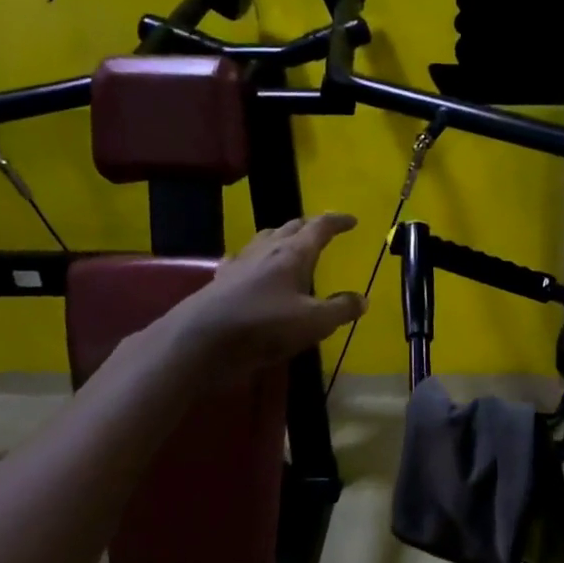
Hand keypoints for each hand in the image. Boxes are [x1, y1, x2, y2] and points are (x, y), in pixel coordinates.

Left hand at [166, 213, 364, 371]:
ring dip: (281, 236)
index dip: (337, 221)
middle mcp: (266, 250)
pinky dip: (253, 258)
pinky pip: (241, 259)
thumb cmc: (264, 327)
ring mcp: (240, 263)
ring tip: (290, 244)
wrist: (201, 341)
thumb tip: (362, 299)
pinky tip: (249, 265)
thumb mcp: (314, 323)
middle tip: (323, 230)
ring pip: (264, 238)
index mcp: (293, 253)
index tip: (352, 221)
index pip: (319, 227)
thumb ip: (340, 309)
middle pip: (290, 227)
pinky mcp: (220, 280)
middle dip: (310, 225)